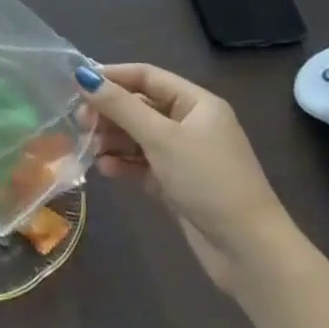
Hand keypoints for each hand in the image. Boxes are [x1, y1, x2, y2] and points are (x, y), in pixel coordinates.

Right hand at [75, 63, 298, 291]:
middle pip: (140, 106)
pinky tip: (104, 168)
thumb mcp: (161, 138)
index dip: (113, 76)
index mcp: (196, 104)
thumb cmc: (208, 181)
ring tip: (88, 147)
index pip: (147, 76)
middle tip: (80, 121)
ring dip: (112, 139)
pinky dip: (123, 163)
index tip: (78, 83)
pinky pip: (143, 164)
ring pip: (138, 136)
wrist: (250, 252)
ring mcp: (185, 156)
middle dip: (109, 111)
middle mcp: (191, 124)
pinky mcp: (178, 184)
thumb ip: (120, 106)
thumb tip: (83, 75)